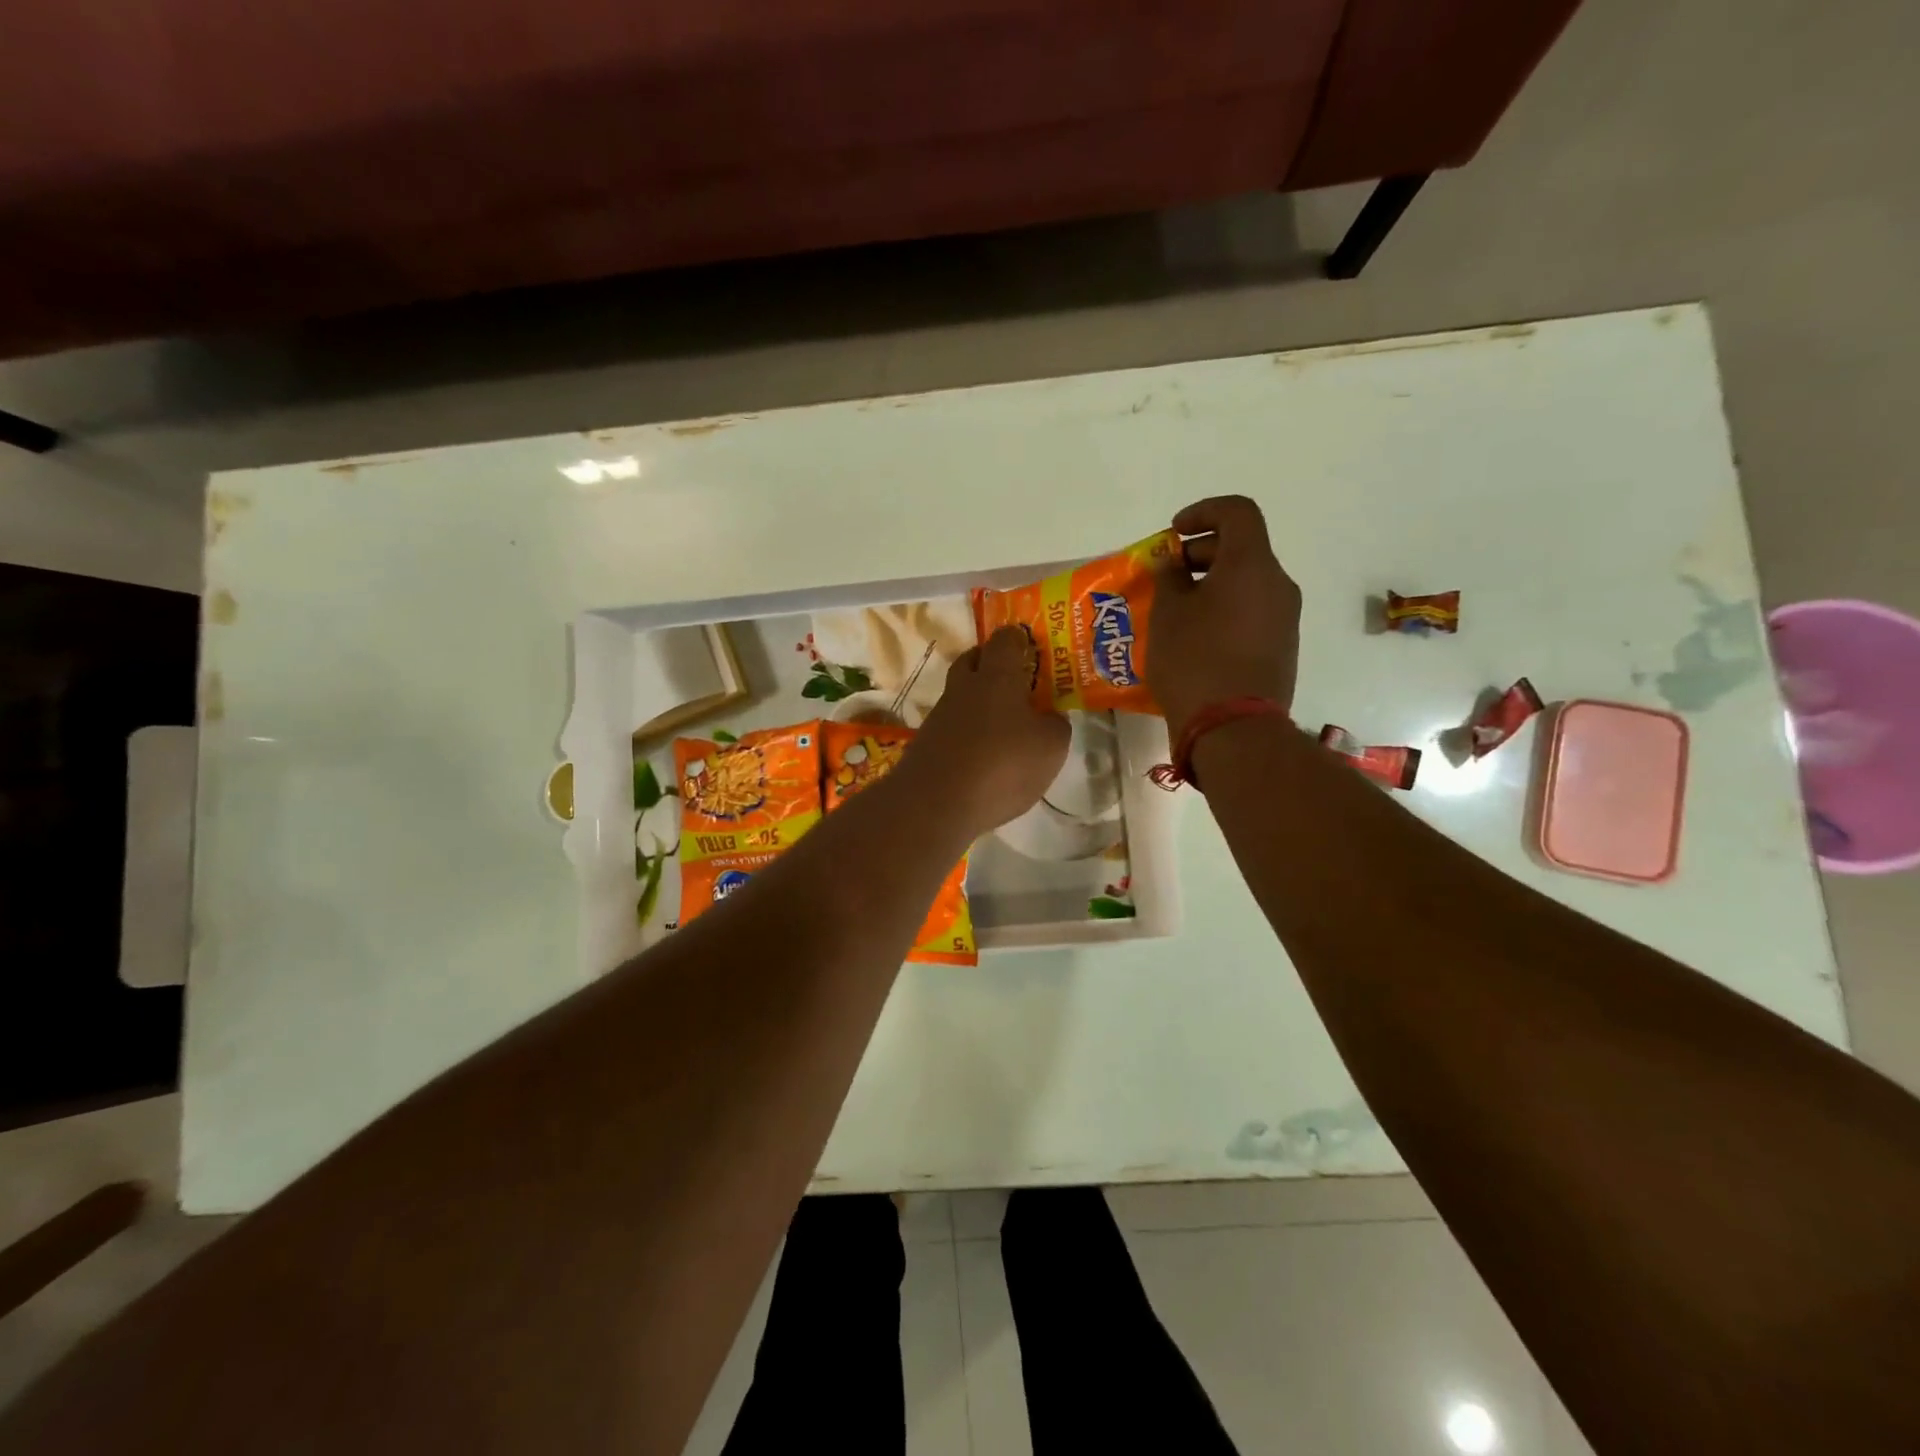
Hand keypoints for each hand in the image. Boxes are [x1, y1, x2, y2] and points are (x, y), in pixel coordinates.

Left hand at [903, 627, 1069, 837]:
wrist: (935, 804)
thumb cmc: (1002, 765)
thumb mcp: (1050, 747)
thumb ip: (1055, 726)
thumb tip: (1049, 718)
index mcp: (996, 677)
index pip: (1004, 640)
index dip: (1017, 639)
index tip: (1029, 645)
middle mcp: (962, 689)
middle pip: (972, 661)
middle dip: (990, 663)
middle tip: (1013, 679)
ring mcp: (939, 717)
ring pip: (959, 696)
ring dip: (977, 703)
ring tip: (1002, 726)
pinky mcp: (925, 745)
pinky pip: (951, 729)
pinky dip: (966, 735)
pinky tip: (981, 756)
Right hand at [1148, 496, 1301, 736]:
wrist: (1234, 728)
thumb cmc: (1194, 661)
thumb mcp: (1167, 615)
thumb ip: (1169, 578)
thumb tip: (1174, 564)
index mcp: (1251, 565)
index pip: (1237, 512)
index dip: (1203, 511)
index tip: (1174, 534)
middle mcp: (1278, 584)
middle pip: (1244, 548)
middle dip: (1202, 553)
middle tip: (1168, 575)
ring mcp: (1286, 618)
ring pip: (1249, 582)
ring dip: (1213, 584)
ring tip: (1177, 610)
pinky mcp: (1283, 647)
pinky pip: (1253, 611)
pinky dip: (1226, 609)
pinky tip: (1197, 637)